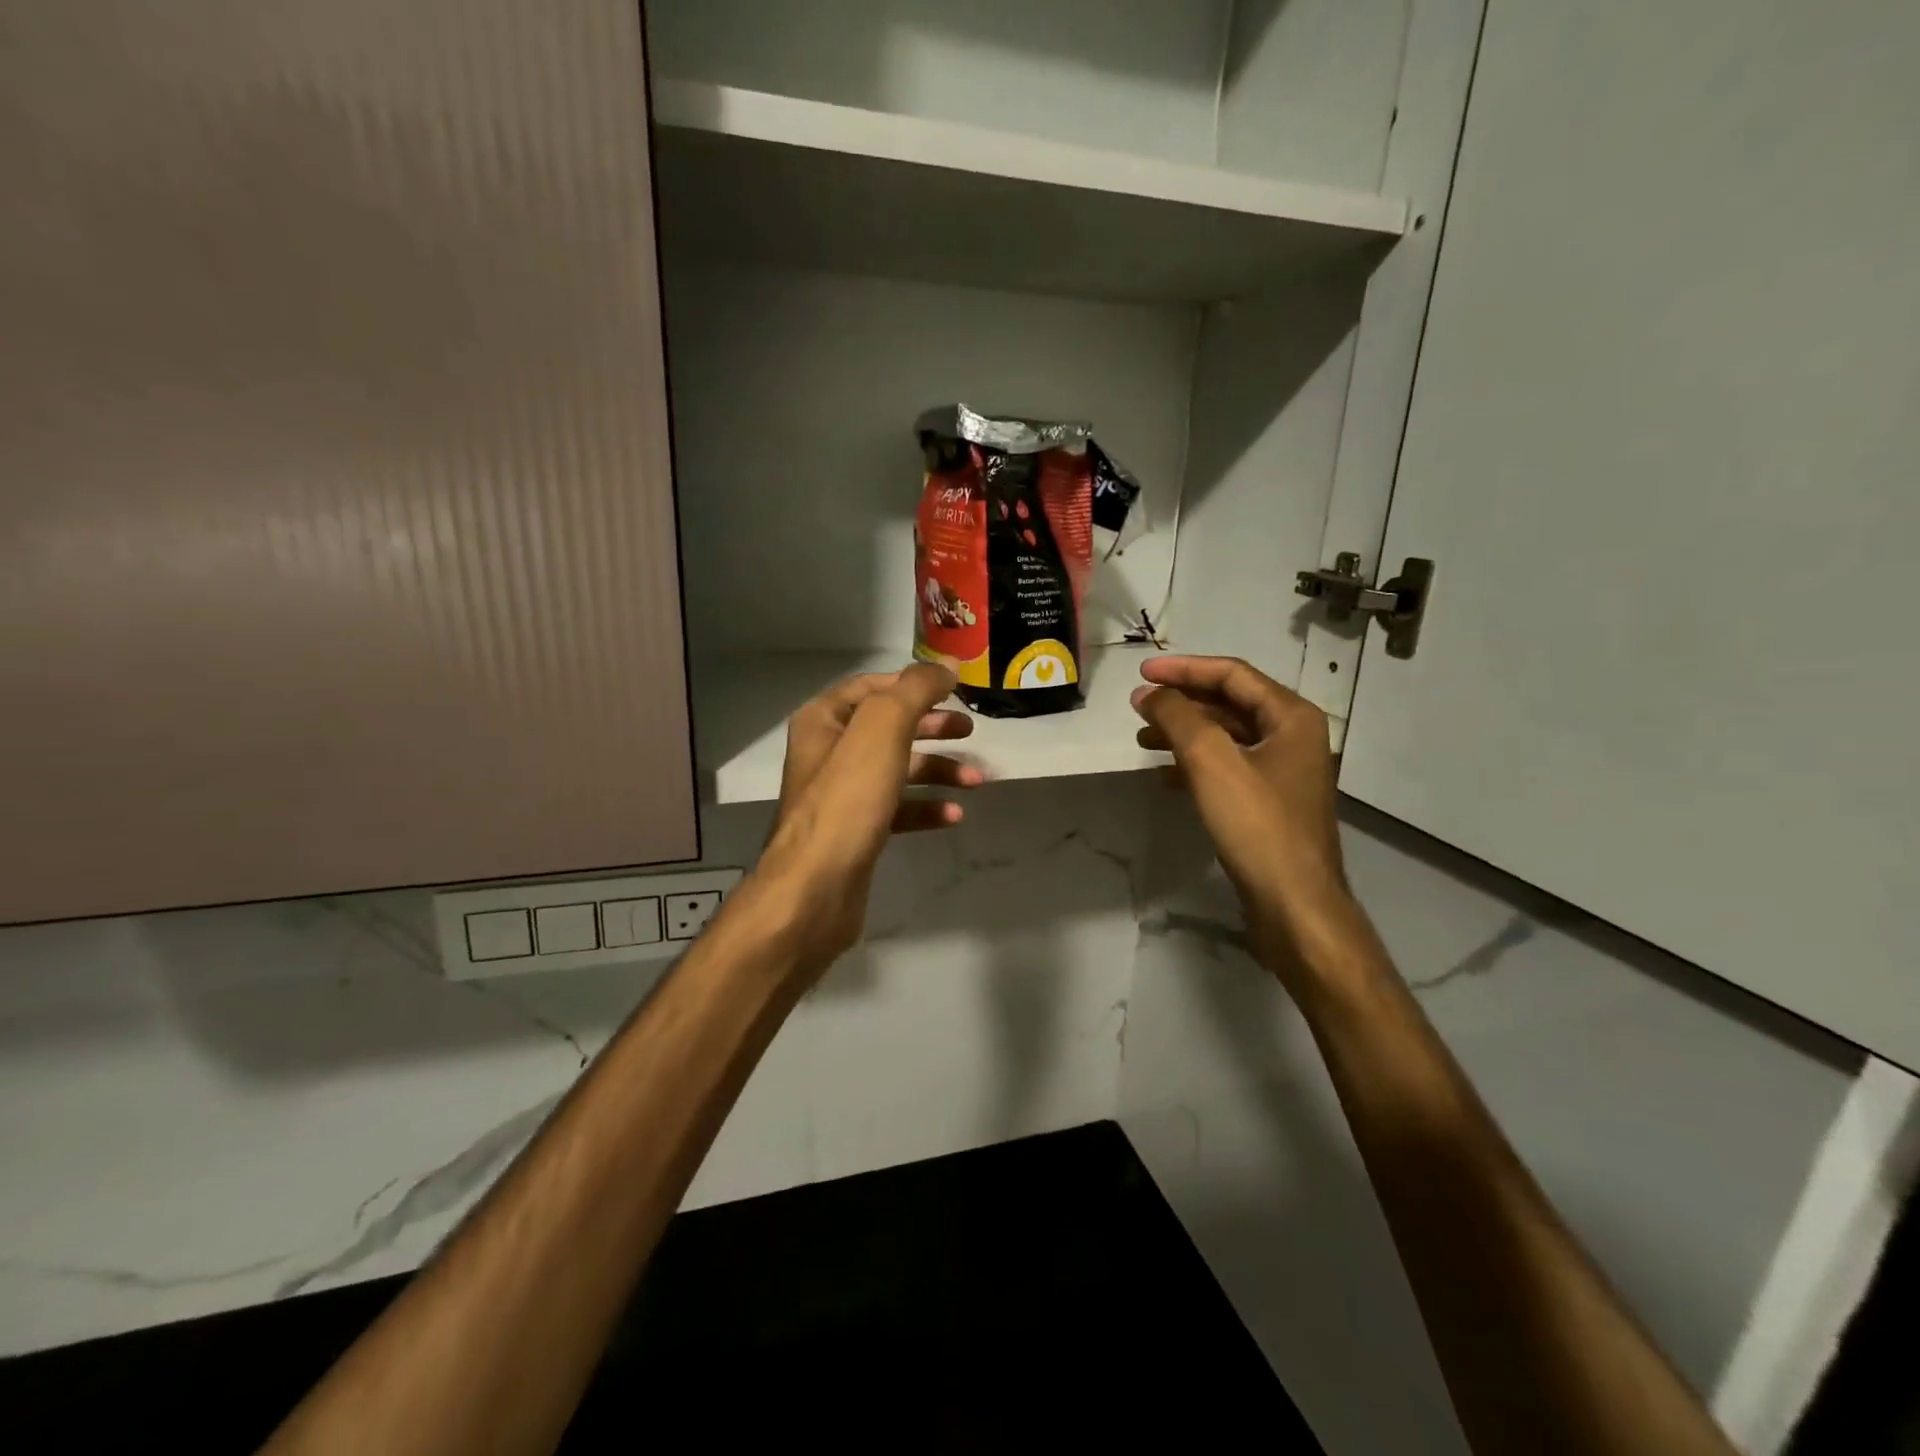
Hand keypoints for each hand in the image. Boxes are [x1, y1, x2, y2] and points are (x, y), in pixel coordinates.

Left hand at [754, 664, 981, 972]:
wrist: (816, 886)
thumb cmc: (848, 798)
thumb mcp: (884, 728)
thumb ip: (916, 690)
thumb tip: (946, 667)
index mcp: (824, 719)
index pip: (872, 687)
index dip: (912, 684)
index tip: (953, 691)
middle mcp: (828, 752)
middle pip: (888, 727)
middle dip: (931, 727)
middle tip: (969, 730)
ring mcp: (841, 794)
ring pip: (897, 769)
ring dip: (937, 770)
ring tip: (974, 779)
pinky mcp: (856, 830)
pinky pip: (896, 808)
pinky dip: (925, 807)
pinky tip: (953, 815)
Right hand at [1131, 656, 1365, 980]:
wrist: (1294, 905)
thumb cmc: (1257, 826)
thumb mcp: (1211, 762)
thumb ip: (1178, 718)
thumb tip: (1149, 693)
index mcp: (1291, 717)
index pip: (1232, 675)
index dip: (1184, 669)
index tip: (1141, 672)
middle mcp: (1292, 737)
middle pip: (1230, 703)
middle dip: (1182, 702)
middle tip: (1139, 707)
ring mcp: (1283, 772)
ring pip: (1226, 737)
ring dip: (1184, 733)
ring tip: (1143, 741)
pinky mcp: (1269, 803)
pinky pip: (1228, 768)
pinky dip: (1195, 765)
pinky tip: (1165, 777)